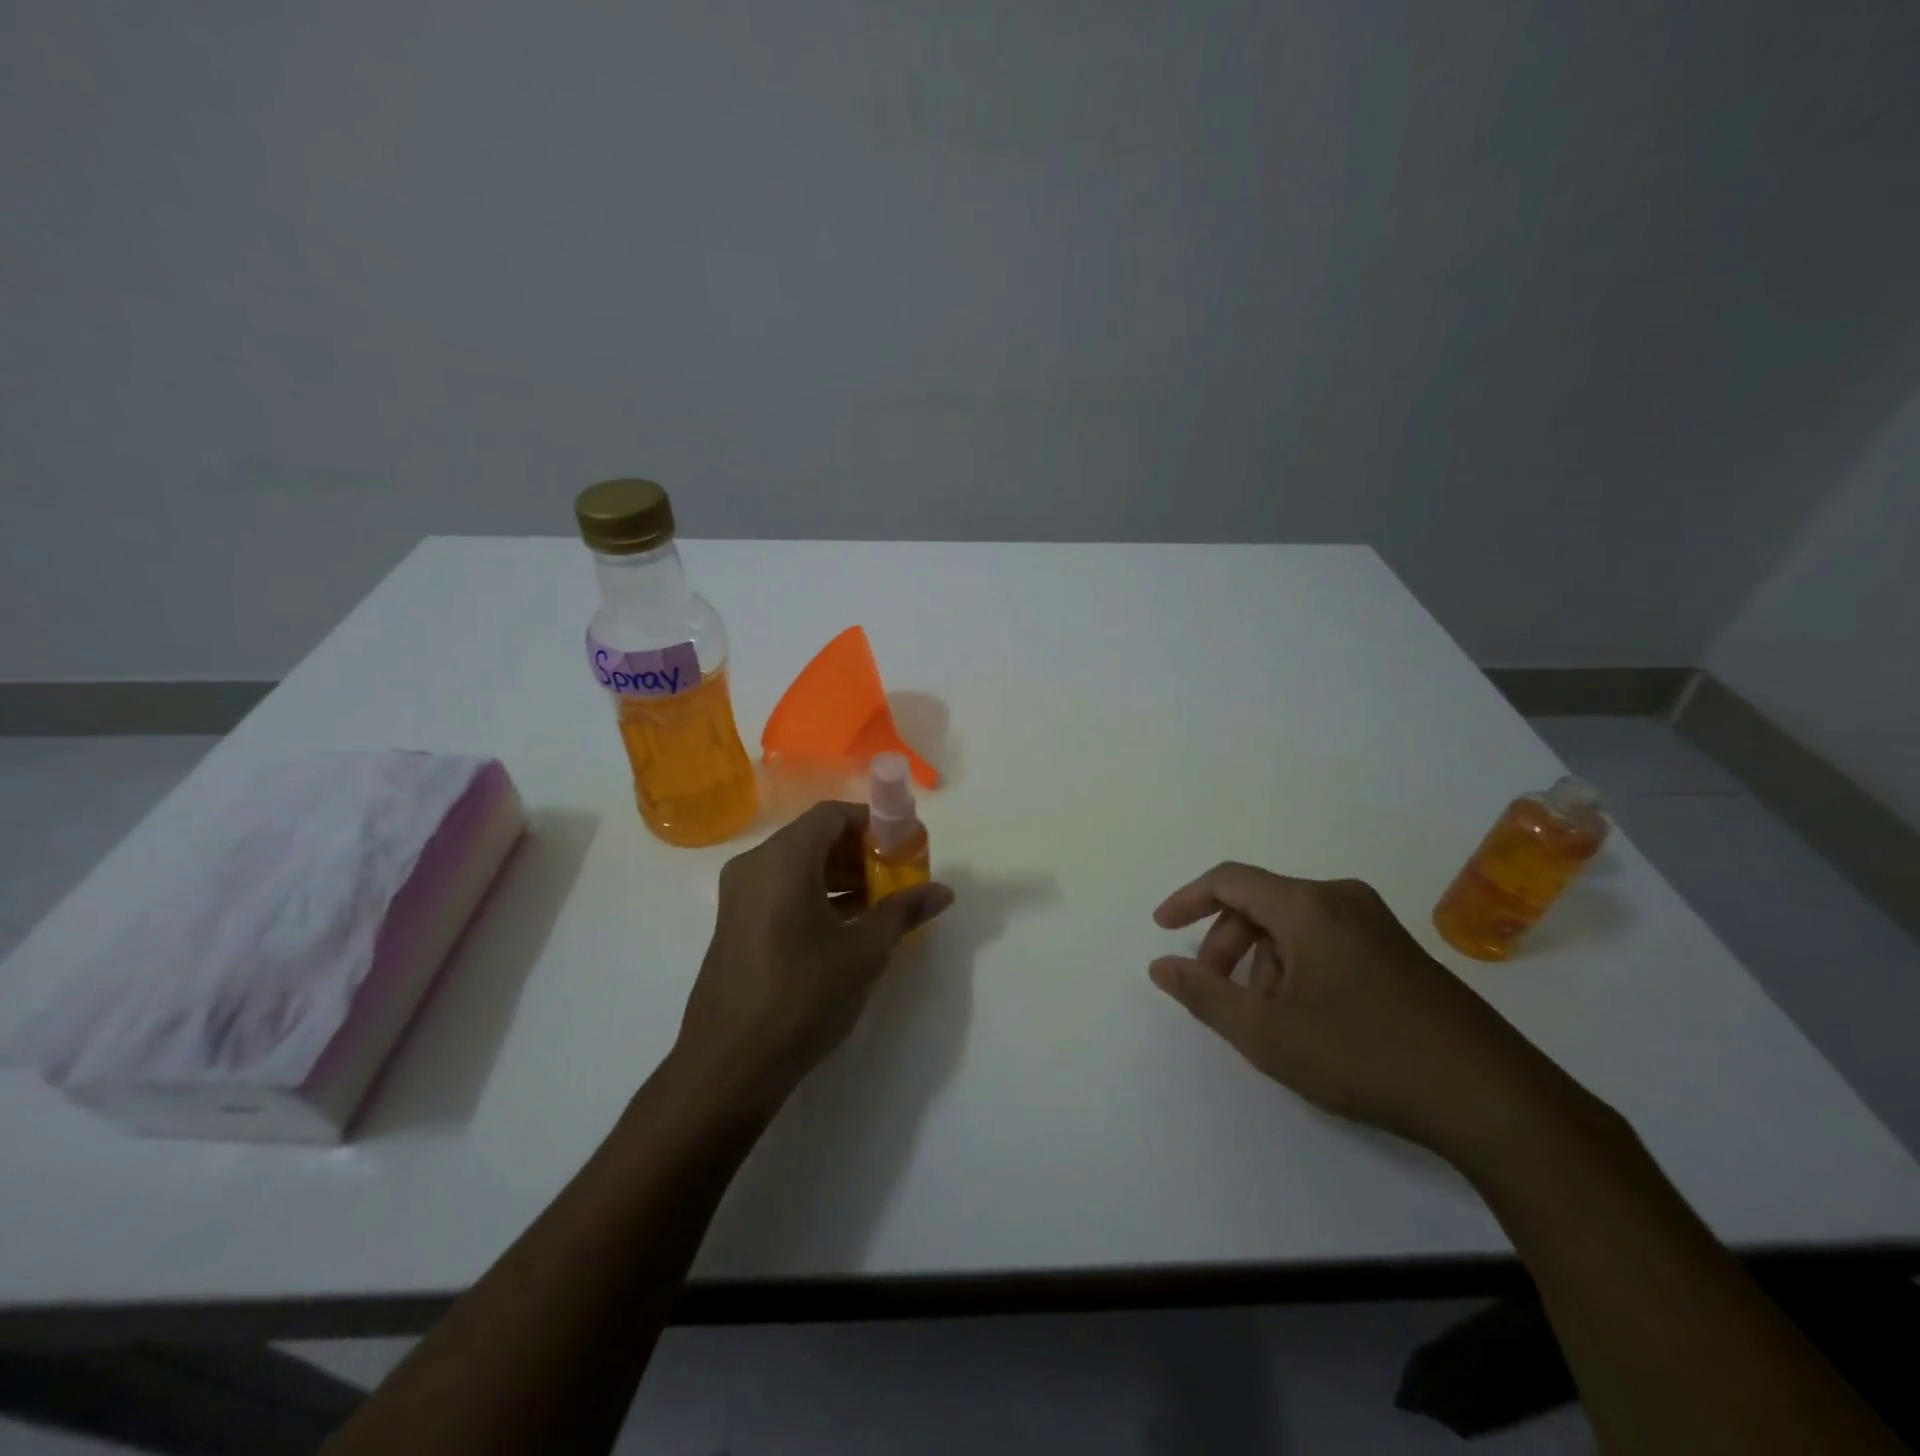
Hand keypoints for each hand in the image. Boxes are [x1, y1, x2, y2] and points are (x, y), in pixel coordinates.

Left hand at [676, 801, 953, 1110]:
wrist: (729, 1065)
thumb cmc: (803, 996)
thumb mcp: (864, 952)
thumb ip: (903, 911)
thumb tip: (943, 891)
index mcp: (783, 860)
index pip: (832, 815)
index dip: (872, 823)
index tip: (904, 846)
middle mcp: (754, 866)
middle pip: (814, 838)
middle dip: (860, 852)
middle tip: (897, 877)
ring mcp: (738, 896)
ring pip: (797, 865)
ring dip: (839, 876)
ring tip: (879, 904)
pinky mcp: (734, 924)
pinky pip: (780, 890)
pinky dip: (815, 895)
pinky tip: (845, 927)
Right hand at [1150, 864, 1573, 1161]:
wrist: (1494, 1099)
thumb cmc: (1366, 1056)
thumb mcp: (1269, 1035)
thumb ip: (1205, 996)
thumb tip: (1162, 966)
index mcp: (1308, 905)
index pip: (1230, 880)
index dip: (1188, 899)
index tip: (1162, 929)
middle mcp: (1341, 899)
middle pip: (1261, 904)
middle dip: (1226, 945)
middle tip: (1216, 993)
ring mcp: (1376, 923)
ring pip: (1294, 926)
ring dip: (1264, 962)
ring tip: (1269, 1020)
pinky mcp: (1399, 951)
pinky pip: (1327, 940)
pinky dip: (1298, 967)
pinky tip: (1308, 1019)